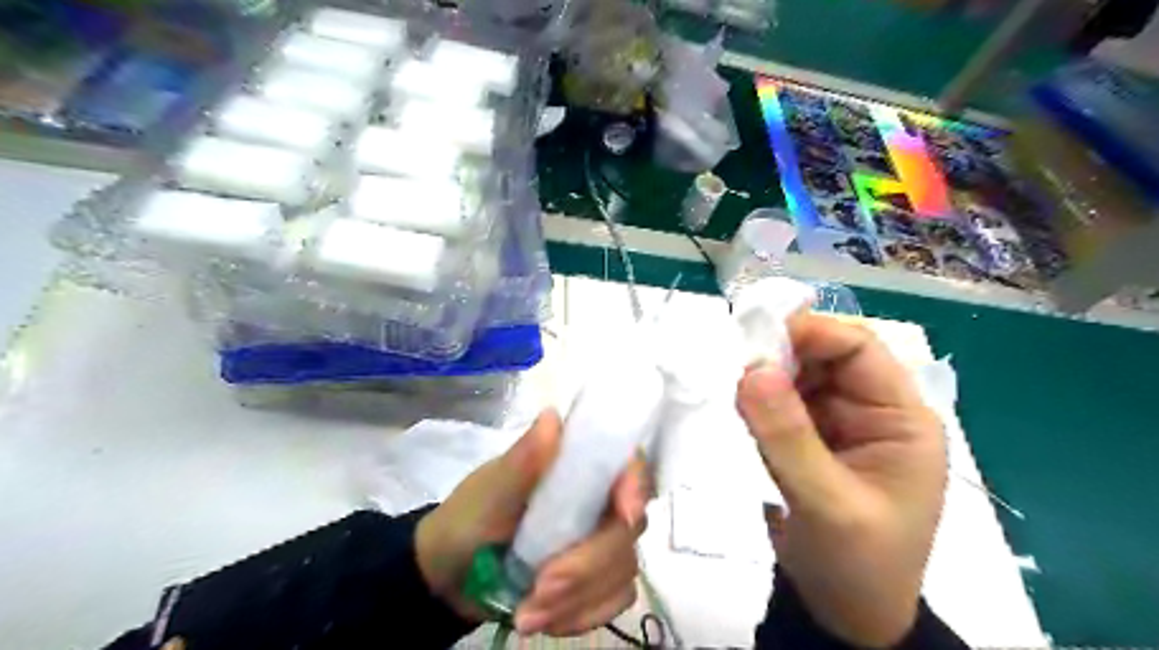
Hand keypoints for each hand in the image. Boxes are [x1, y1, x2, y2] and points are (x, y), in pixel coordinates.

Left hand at [412, 411, 646, 634]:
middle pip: (628, 528)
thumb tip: (552, 417)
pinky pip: (614, 601)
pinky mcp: (598, 579)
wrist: (450, 575)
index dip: (636, 486)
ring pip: (623, 570)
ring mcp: (602, 541)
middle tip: (540, 589)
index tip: (623, 514)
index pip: (628, 465)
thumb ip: (523, 460)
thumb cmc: (469, 519)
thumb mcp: (490, 491)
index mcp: (577, 467)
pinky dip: (580, 616)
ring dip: (577, 598)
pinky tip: (542, 618)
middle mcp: (599, 500)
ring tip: (526, 612)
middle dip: (586, 566)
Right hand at [737, 312, 944, 647]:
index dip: (809, 334)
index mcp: (902, 420)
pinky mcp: (816, 439)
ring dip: (768, 376)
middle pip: (827, 357)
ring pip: (801, 376)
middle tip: (735, 365)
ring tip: (734, 388)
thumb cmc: (856, 566)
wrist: (847, 617)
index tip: (754, 339)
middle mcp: (875, 412)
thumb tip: (750, 369)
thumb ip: (787, 437)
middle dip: (782, 355)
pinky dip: (763, 400)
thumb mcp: (826, 505)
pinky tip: (742, 408)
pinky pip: (786, 402)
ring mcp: (843, 424)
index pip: (859, 349)